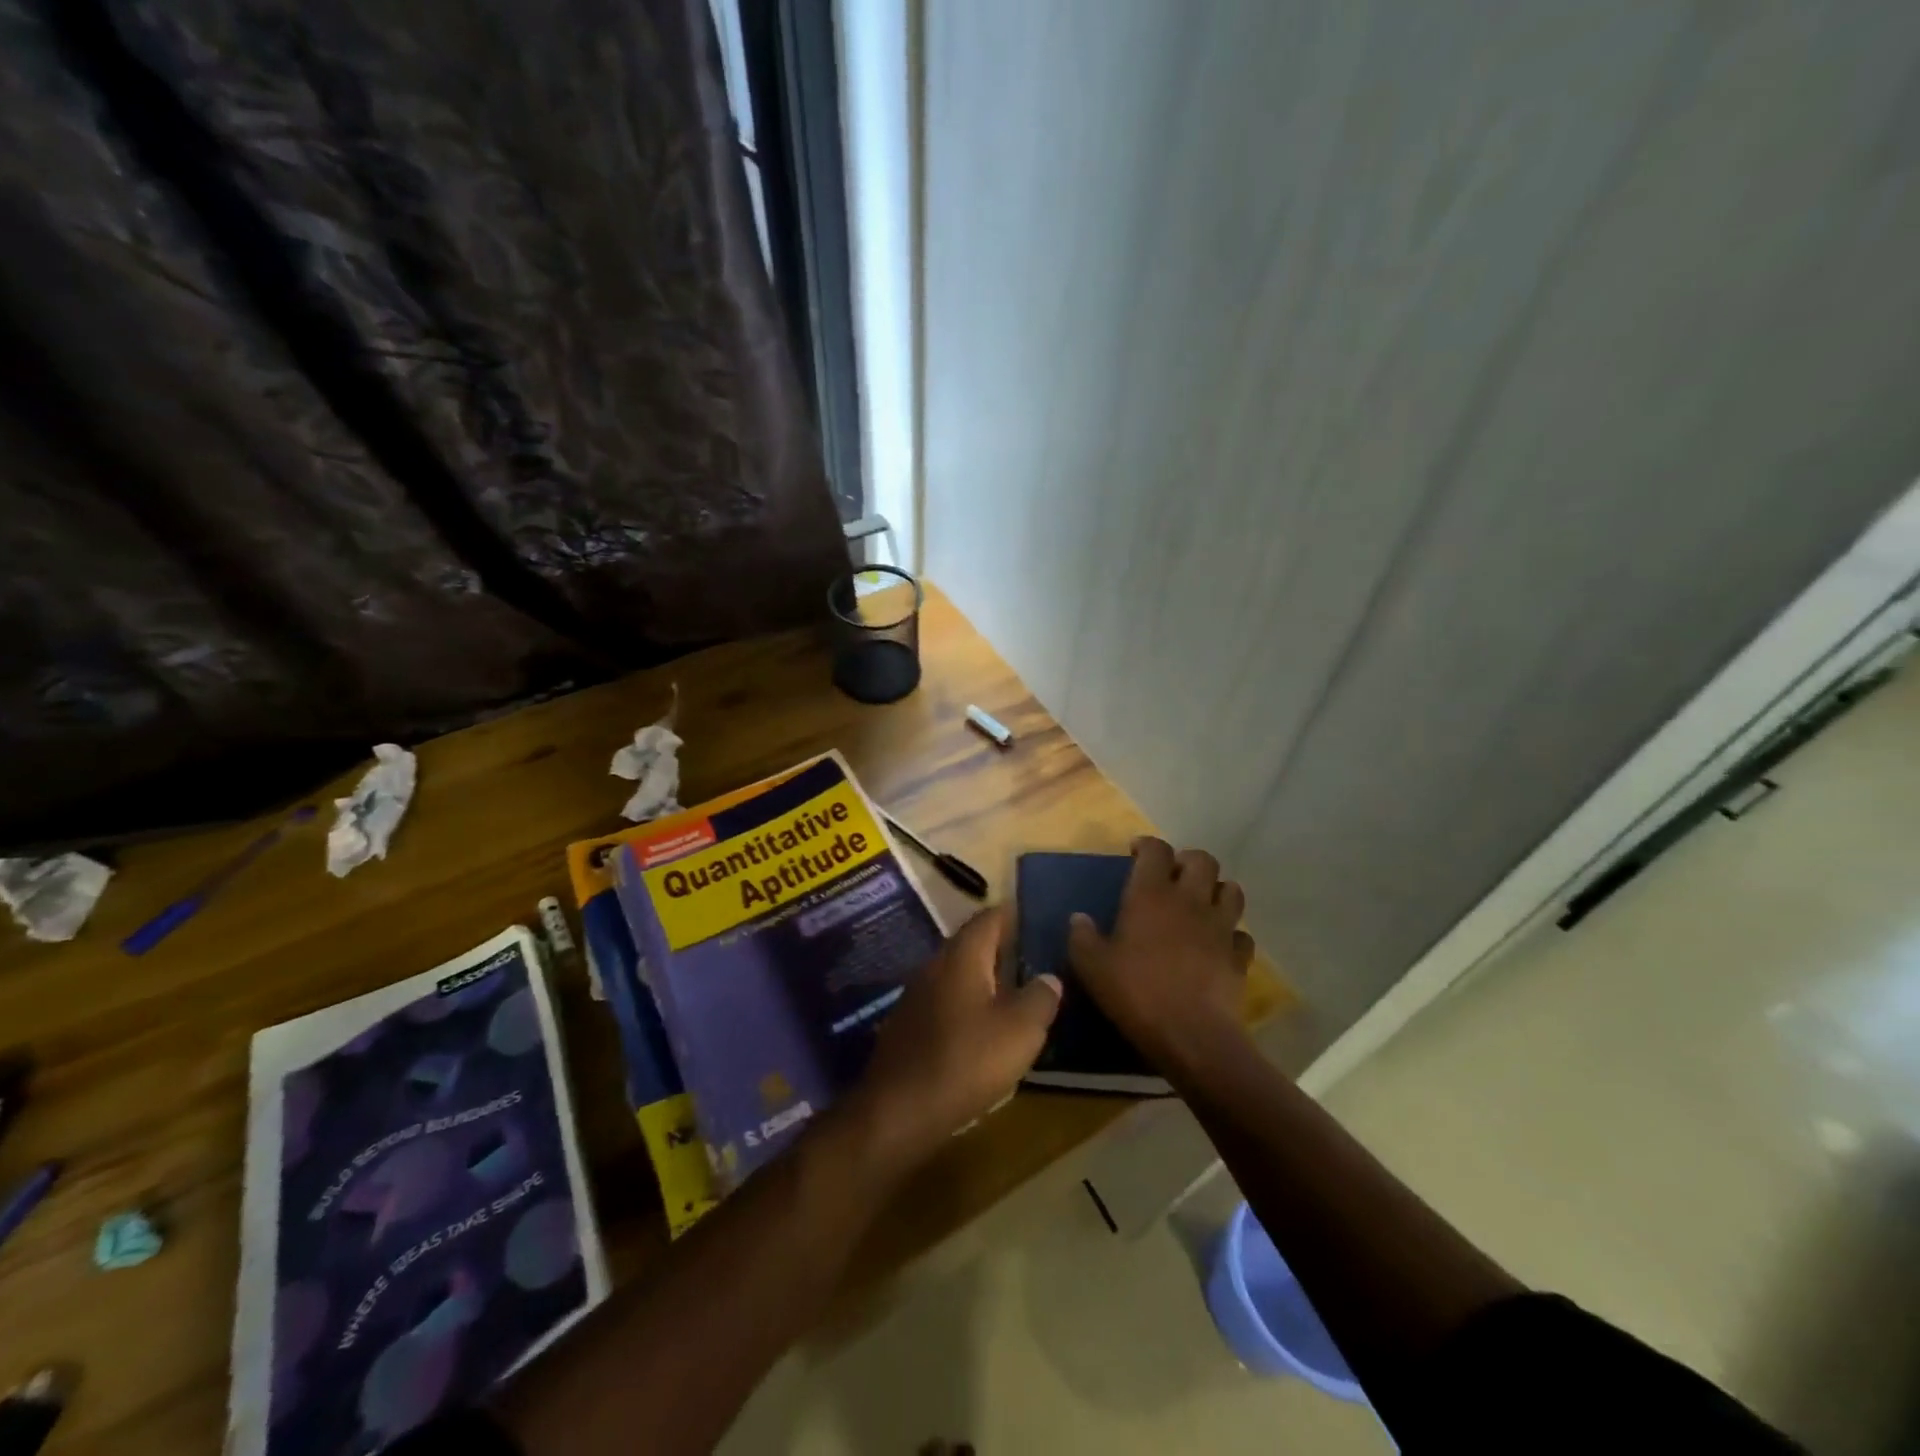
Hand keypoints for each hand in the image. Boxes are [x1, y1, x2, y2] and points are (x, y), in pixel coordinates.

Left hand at [846, 907, 1061, 1175]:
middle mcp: (935, 964)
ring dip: (985, 979)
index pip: (991, 917)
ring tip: (1016, 994)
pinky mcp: (908, 1024)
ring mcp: (917, 994)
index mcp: (962, 955)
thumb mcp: (1020, 1030)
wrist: (898, 1110)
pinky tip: (983, 1028)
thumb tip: (1049, 977)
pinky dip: (967, 1004)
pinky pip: (945, 1000)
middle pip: (972, 943)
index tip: (1040, 921)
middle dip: (1003, 948)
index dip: (1016, 915)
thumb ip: (1040, 997)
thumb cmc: (966, 1060)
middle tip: (1035, 960)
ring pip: (958, 973)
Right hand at [1068, 837, 1255, 1075]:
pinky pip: (1241, 933)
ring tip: (1200, 903)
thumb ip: (1082, 937)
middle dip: (1188, 860)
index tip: (1136, 853)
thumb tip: (1078, 918)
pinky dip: (1231, 933)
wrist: (1192, 1036)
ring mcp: (1221, 926)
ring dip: (1216, 890)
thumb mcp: (1093, 967)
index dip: (1147, 845)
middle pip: (1202, 859)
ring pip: (1231, 889)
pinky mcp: (1240, 956)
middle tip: (1172, 876)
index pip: (1157, 849)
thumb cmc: (1137, 993)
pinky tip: (1218, 944)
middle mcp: (1190, 900)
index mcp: (1151, 894)